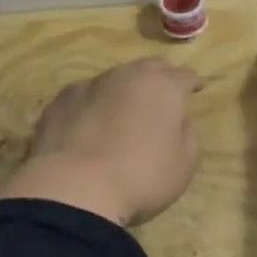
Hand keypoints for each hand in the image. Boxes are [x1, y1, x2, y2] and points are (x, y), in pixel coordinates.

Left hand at [0, 58, 202, 226]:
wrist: (73, 189)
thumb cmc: (140, 178)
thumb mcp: (183, 165)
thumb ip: (187, 135)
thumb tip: (178, 121)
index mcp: (164, 87)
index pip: (185, 76)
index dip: (192, 83)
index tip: (195, 90)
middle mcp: (128, 76)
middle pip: (150, 68)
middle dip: (159, 79)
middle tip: (162, 98)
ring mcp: (90, 85)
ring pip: (114, 79)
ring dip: (123, 91)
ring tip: (122, 113)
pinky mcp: (60, 100)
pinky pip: (84, 96)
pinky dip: (92, 105)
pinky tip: (88, 125)